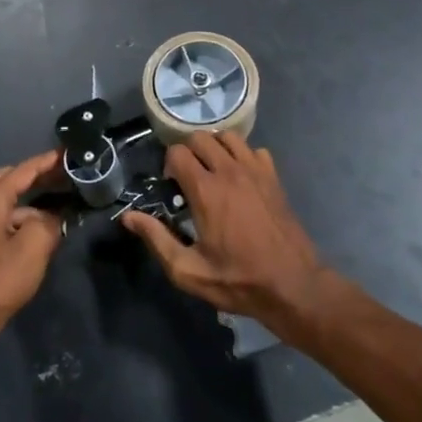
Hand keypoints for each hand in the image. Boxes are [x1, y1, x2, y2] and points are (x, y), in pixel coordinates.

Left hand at [0, 151, 63, 354]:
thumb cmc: (1, 277)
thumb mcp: (34, 245)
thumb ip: (49, 222)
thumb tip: (54, 218)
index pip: (24, 170)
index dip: (48, 160)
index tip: (70, 152)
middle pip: (13, 180)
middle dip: (39, 175)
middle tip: (66, 174)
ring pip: (13, 204)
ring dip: (37, 201)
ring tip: (65, 203)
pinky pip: (11, 221)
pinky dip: (29, 219)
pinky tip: (47, 231)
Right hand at [121, 132, 331, 334]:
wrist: (292, 285)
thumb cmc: (238, 280)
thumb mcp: (188, 270)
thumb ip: (157, 239)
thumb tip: (128, 217)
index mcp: (206, 190)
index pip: (177, 152)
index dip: (168, 165)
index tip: (171, 186)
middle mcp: (230, 171)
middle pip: (200, 137)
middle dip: (188, 151)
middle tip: (188, 178)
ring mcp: (255, 171)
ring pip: (228, 137)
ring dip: (214, 147)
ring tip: (212, 171)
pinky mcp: (273, 177)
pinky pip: (254, 150)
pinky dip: (242, 155)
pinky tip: (240, 177)